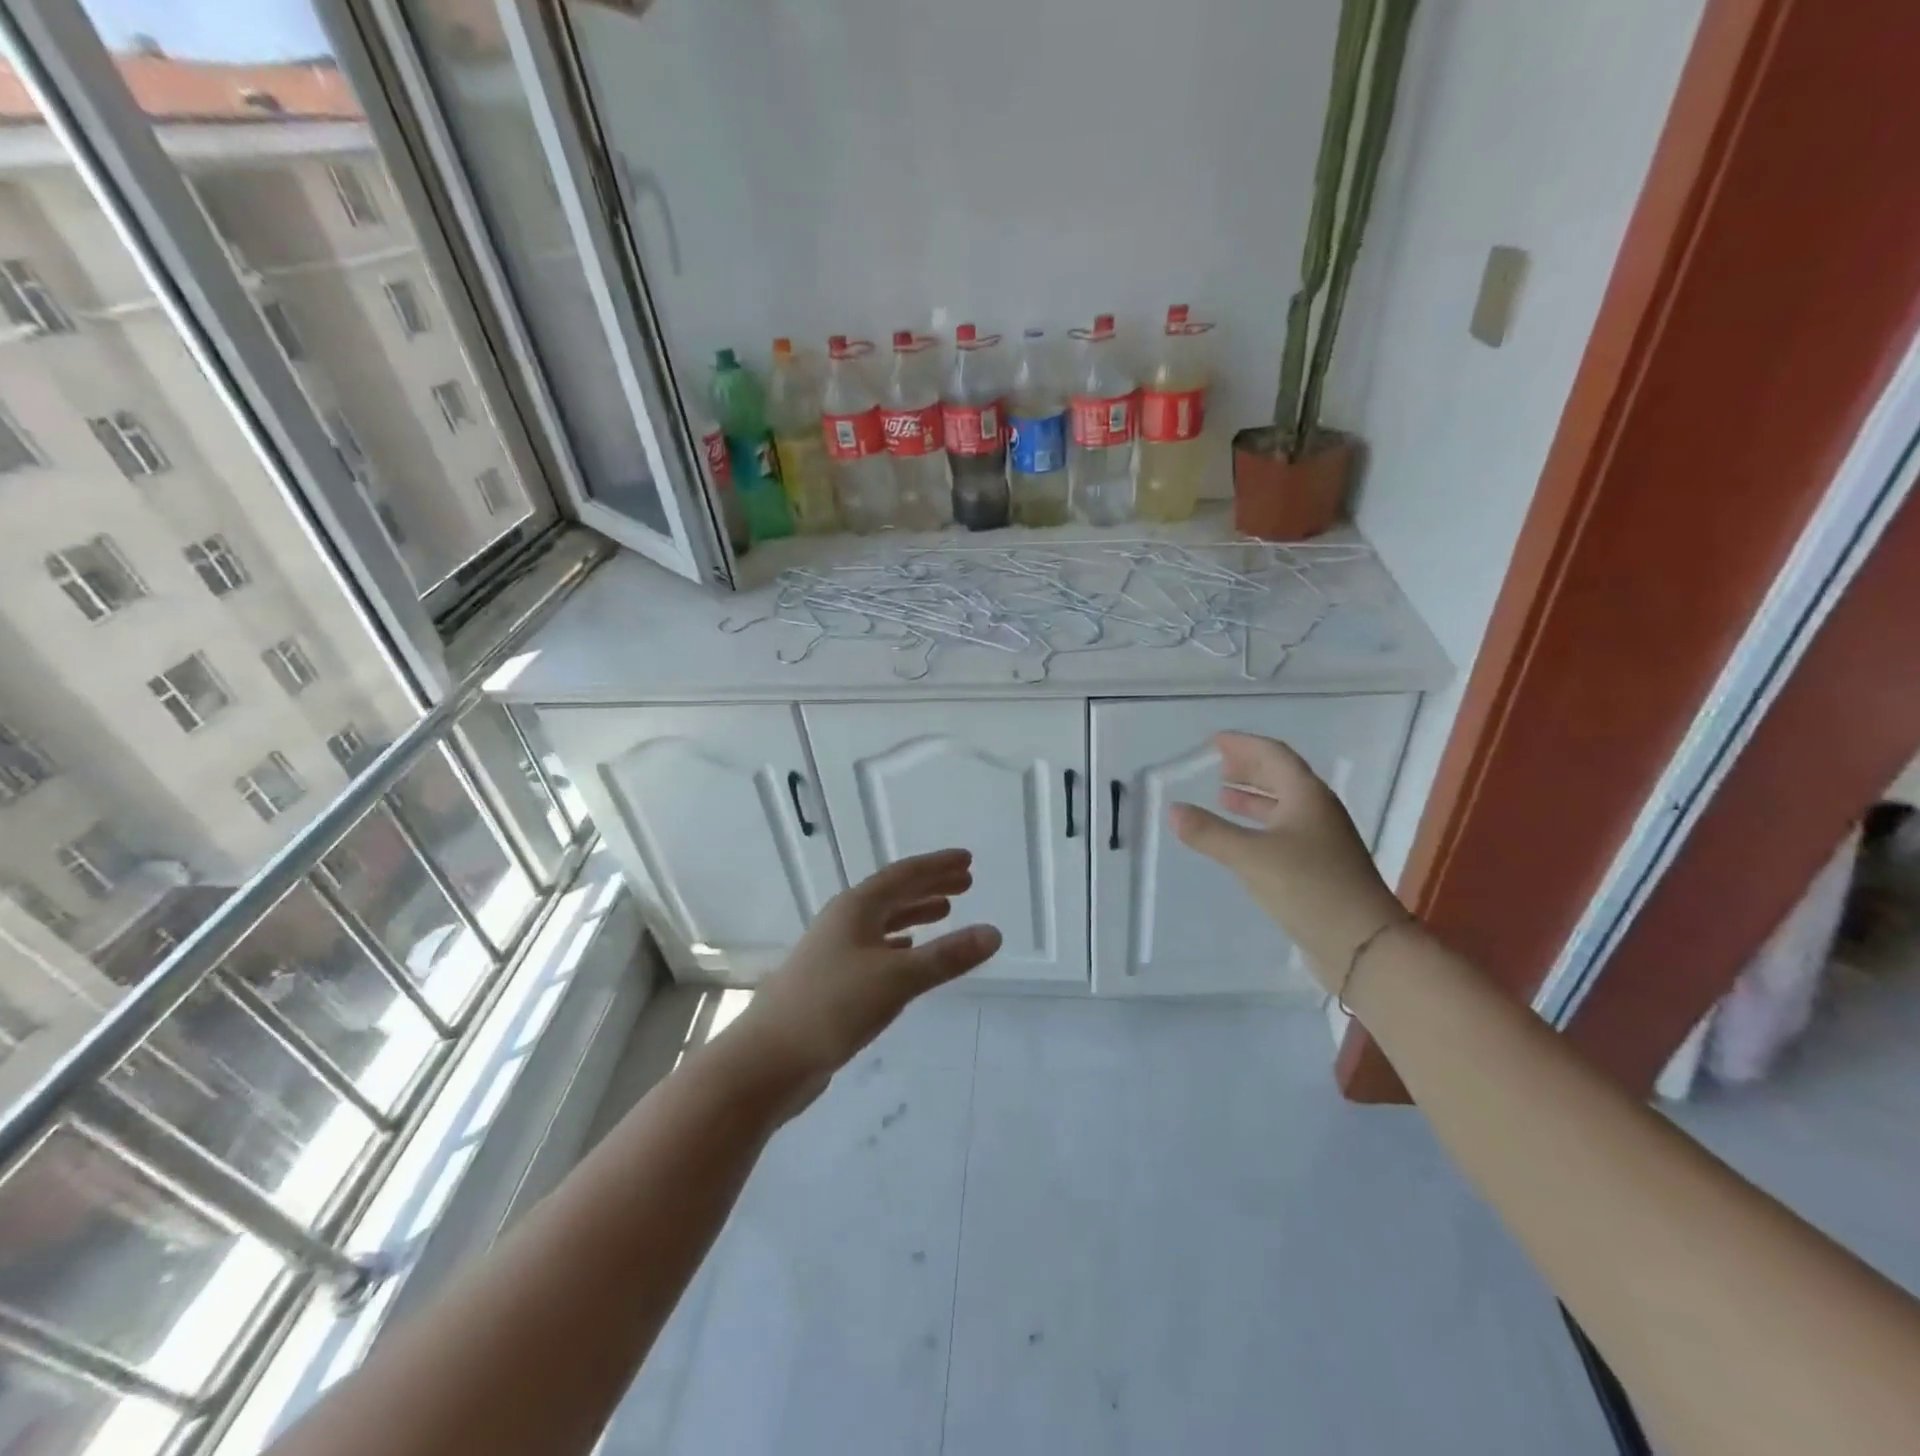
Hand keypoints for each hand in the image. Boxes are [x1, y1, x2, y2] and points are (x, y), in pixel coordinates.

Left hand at [729, 850, 1001, 1107]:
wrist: (768, 1059)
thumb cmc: (832, 1007)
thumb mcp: (897, 979)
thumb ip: (946, 957)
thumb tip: (994, 933)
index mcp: (856, 908)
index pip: (904, 875)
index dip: (937, 866)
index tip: (968, 860)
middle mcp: (844, 921)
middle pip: (893, 893)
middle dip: (930, 885)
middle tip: (966, 882)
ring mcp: (835, 950)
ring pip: (883, 921)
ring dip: (915, 913)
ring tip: (945, 911)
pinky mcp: (832, 980)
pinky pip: (874, 948)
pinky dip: (898, 944)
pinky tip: (909, 952)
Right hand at [1169, 733, 1407, 992]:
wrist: (1364, 945)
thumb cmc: (1309, 887)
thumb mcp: (1251, 857)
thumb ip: (1209, 833)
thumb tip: (1173, 810)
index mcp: (1307, 796)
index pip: (1273, 755)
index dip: (1243, 745)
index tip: (1214, 742)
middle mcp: (1318, 811)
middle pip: (1281, 777)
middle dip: (1248, 769)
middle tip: (1217, 766)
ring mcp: (1322, 841)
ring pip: (1283, 806)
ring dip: (1252, 798)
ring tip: (1222, 797)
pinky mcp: (1320, 868)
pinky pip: (1284, 832)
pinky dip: (1259, 826)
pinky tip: (1241, 840)